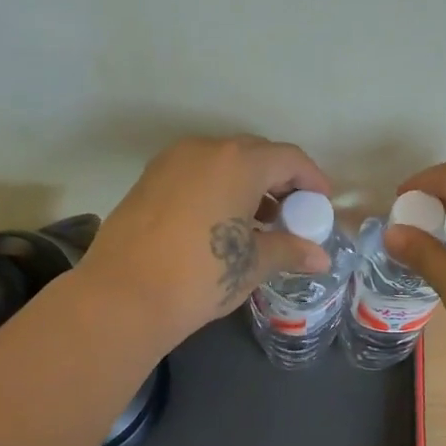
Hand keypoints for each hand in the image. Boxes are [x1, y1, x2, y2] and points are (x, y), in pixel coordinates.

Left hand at [78, 136, 332, 348]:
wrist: (124, 295)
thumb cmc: (201, 276)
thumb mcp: (252, 264)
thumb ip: (289, 251)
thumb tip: (320, 257)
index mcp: (238, 163)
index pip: (289, 158)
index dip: (312, 180)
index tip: (321, 205)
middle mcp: (205, 150)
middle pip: (255, 154)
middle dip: (279, 180)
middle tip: (292, 214)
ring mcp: (172, 162)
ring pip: (222, 162)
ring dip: (247, 185)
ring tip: (259, 224)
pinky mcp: (148, 180)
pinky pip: (196, 174)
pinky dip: (216, 189)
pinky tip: (220, 224)